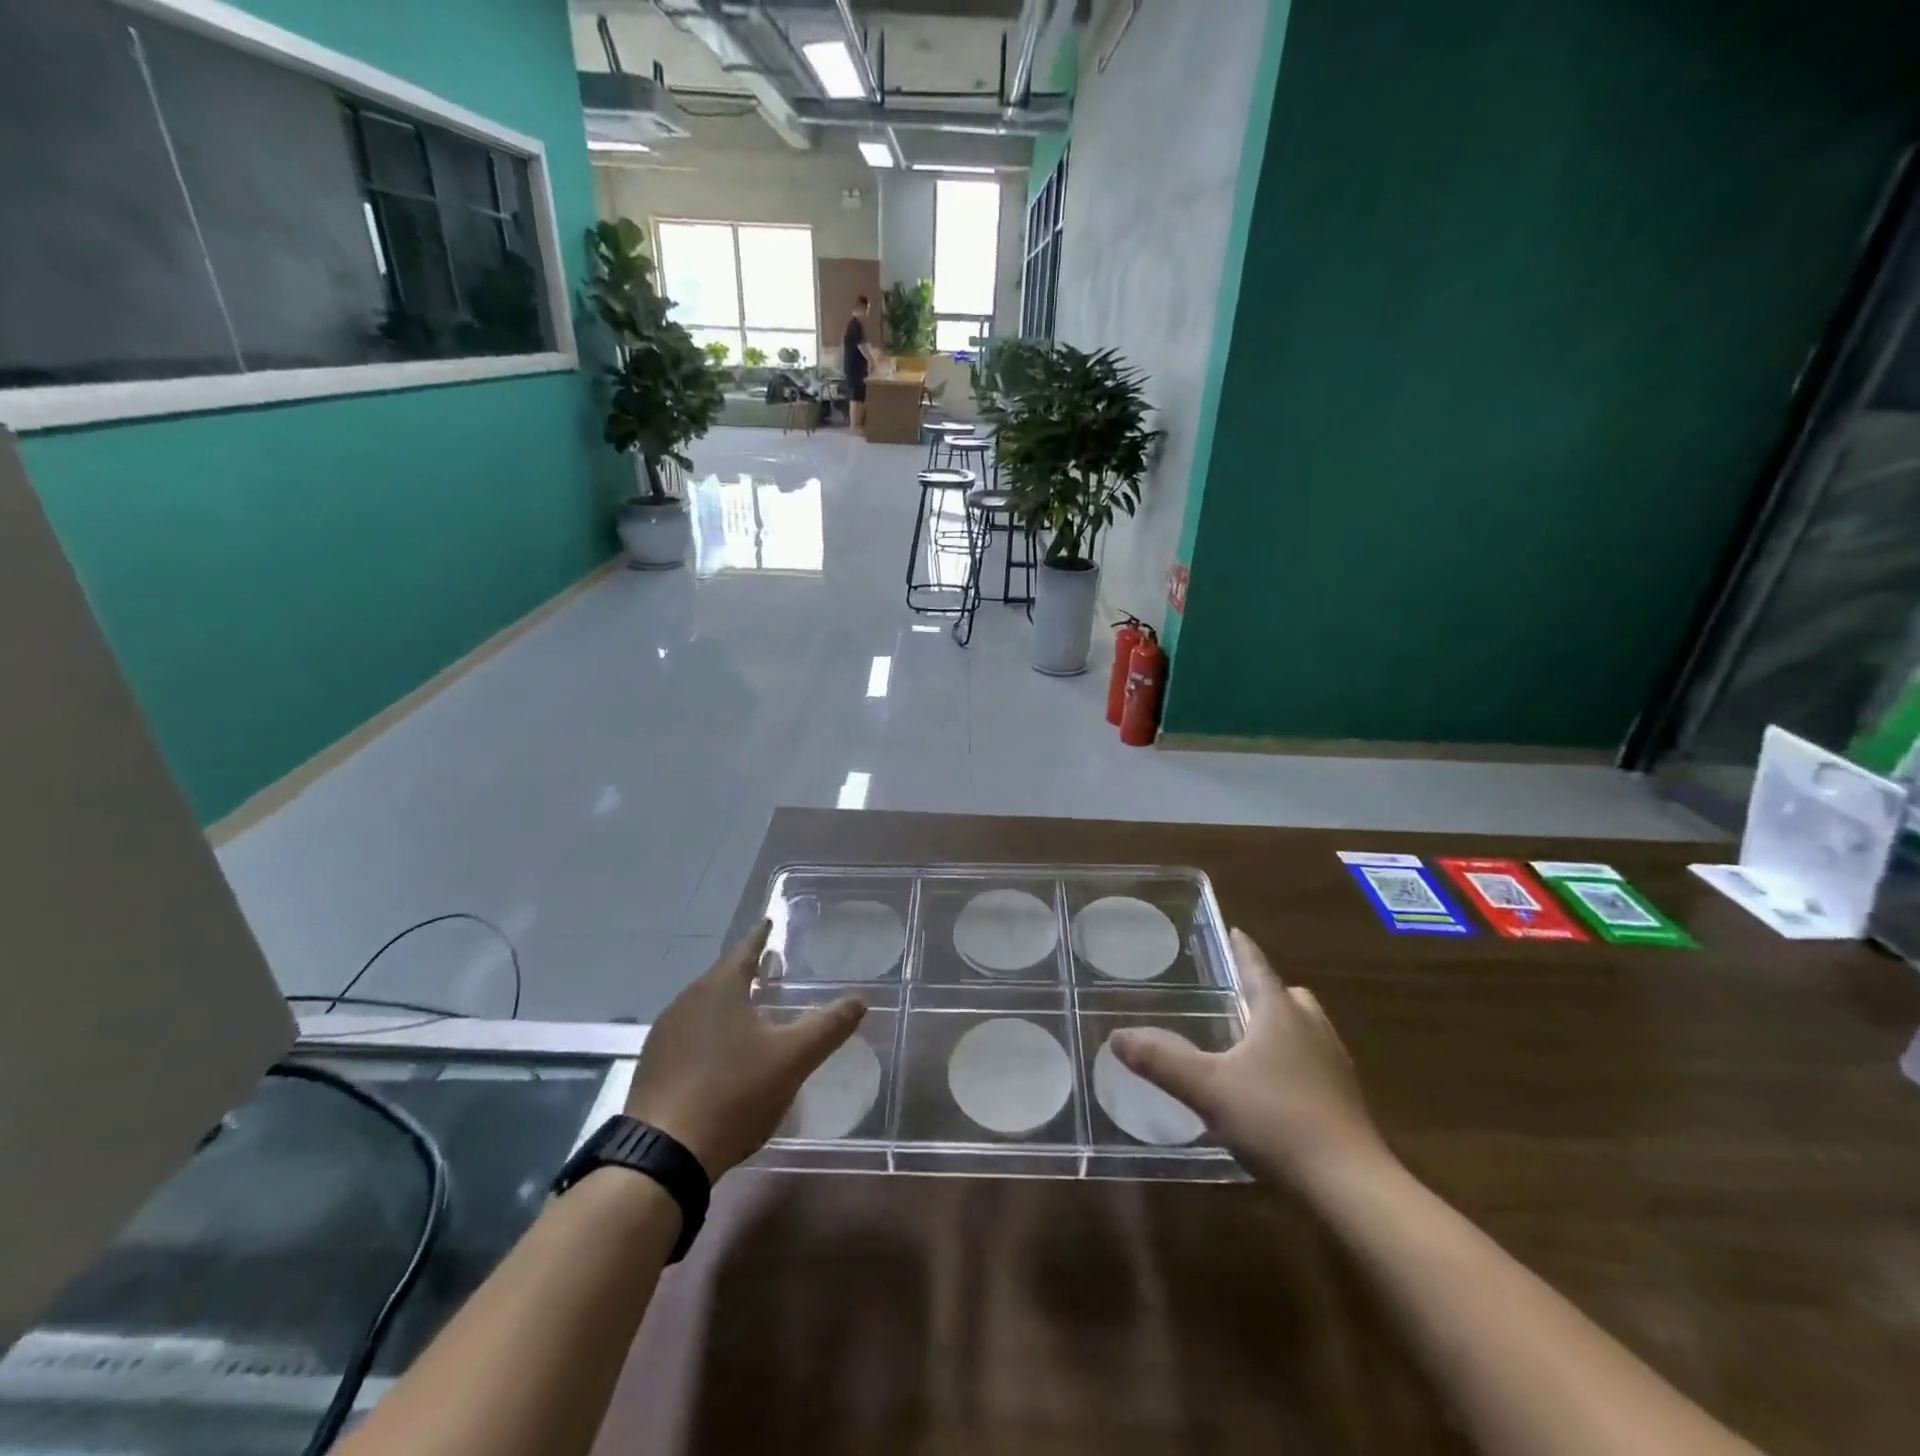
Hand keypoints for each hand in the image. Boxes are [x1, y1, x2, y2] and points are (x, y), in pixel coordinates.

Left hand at [625, 922, 864, 1178]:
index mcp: (719, 988)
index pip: (745, 949)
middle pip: (722, 977)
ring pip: (704, 1007)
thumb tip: (861, 1000)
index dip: (761, 936)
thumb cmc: (734, 1092)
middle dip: (746, 972)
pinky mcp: (652, 1068)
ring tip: (751, 1011)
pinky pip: (689, 1035)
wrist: (663, 1155)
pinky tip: (722, 1055)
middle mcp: (686, 1002)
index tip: (770, 922)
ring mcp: (664, 1036)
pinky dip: (710, 1033)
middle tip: (770, 969)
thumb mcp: (793, 1058)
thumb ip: (828, 1026)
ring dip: (728, 1004)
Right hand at [1110, 929, 1388, 1187]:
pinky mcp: (1345, 1097)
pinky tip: (1275, 1084)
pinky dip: (1295, 1057)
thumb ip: (1161, 1061)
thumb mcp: (1208, 1088)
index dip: (1243, 949)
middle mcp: (1311, 1027)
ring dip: (1283, 1024)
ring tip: (1253, 1038)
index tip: (1234, 931)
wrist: (1349, 1183)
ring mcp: (1333, 1062)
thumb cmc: (1275, 1119)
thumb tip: (1116, 1036)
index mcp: (1279, 1013)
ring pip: (1306, 1026)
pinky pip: (1316, 1059)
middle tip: (1237, 994)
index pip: (1258, 967)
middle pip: (1288, 995)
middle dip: (1264, 990)